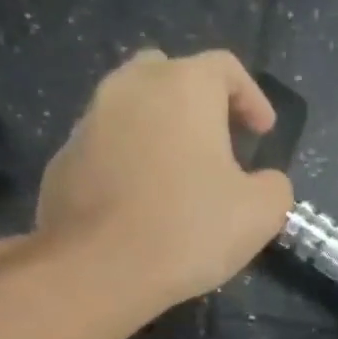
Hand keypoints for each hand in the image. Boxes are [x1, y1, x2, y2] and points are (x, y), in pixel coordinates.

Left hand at [25, 49, 294, 315]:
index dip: (252, 97)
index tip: (263, 133)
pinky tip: (137, 205)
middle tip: (215, 143)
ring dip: (157, 134)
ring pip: (131, 111)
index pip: (225, 68)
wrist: (97, 269)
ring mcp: (89, 121)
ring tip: (174, 177)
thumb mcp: (259, 214)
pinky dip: (126, 164)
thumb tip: (265, 182)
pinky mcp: (62, 160)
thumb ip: (274, 186)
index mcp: (183, 86)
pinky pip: (104, 149)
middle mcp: (130, 87)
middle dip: (197, 104)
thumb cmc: (187, 231)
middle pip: (169, 76)